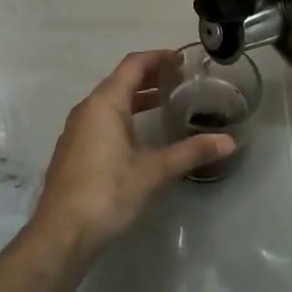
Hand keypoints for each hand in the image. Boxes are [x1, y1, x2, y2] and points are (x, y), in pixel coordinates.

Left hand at [29, 50, 234, 258]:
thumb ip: (191, 152)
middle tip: (179, 80)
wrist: (62, 233)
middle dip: (150, 76)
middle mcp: (87, 109)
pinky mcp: (74, 150)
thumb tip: (230, 142)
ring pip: (110, 101)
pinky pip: (101, 119)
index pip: (133, 65)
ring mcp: (77, 130)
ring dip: (136, 97)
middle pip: (120, 80)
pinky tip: (140, 134)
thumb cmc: (108, 191)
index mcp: (105, 103)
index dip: (158, 57)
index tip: (181, 60)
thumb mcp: (154, 170)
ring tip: (165, 102)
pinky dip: (124, 115)